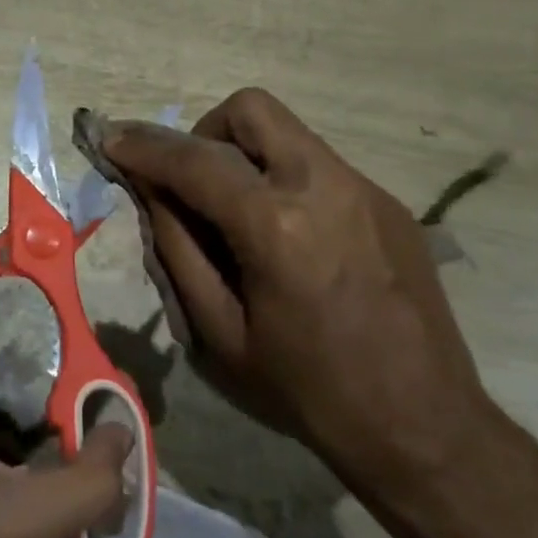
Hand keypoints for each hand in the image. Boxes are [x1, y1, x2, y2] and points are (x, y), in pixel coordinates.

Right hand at [103, 89, 503, 531]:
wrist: (425, 427)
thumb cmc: (309, 392)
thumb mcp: (220, 333)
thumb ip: (178, 250)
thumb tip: (151, 193)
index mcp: (276, 226)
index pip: (194, 161)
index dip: (144, 148)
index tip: (112, 141)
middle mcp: (324, 186)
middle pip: (251, 109)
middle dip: (205, 130)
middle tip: (192, 179)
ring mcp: (364, 189)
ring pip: (288, 133)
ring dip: (247, 154)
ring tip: (239, 214)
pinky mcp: (389, 203)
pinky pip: (319, 166)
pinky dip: (285, 180)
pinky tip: (291, 239)